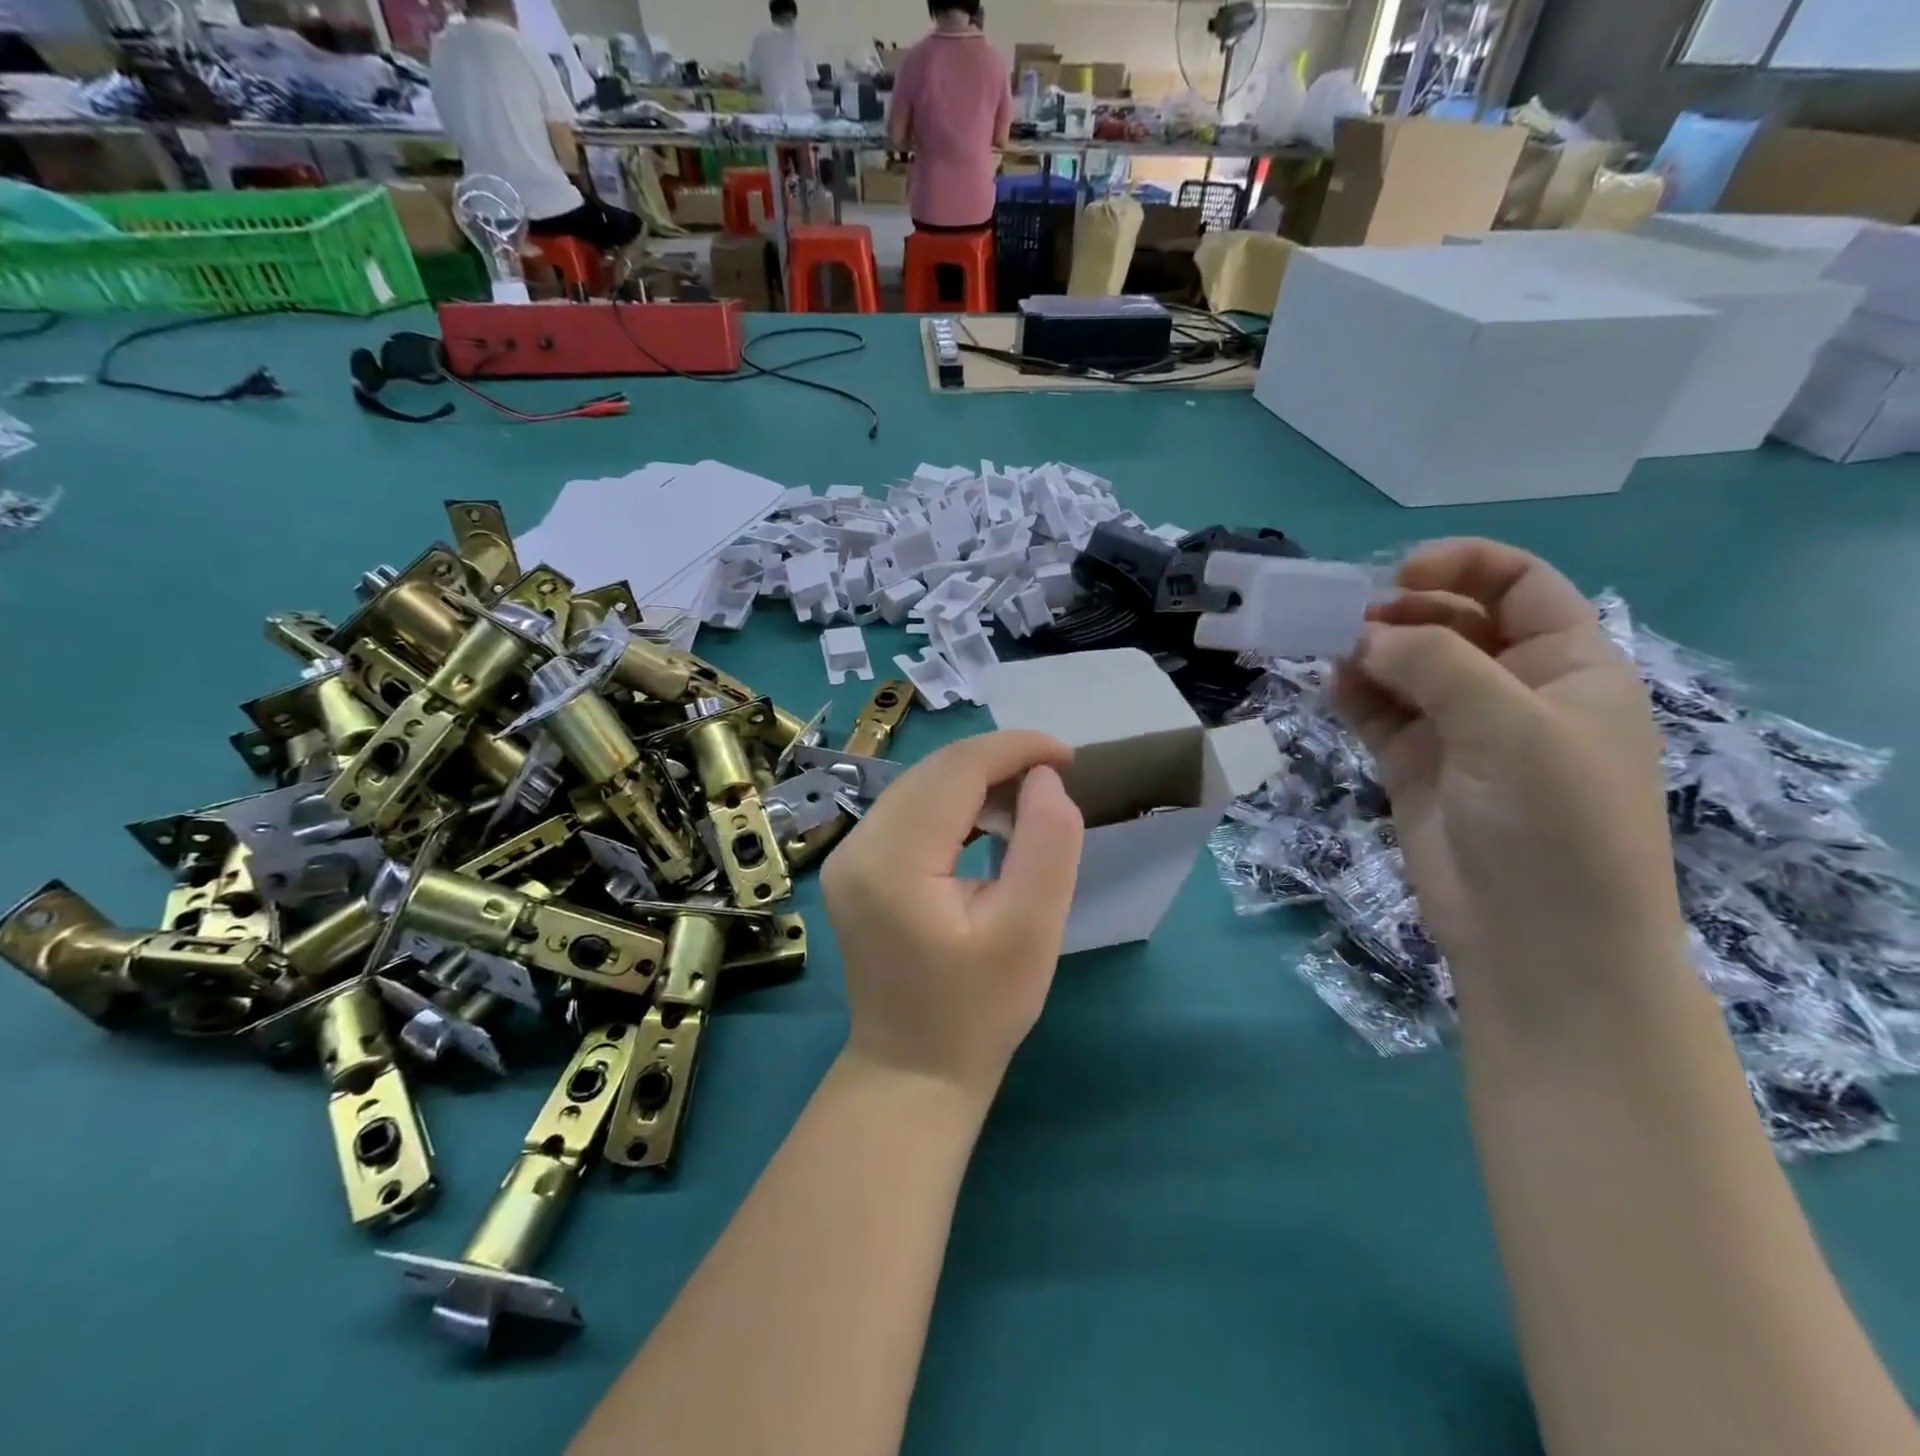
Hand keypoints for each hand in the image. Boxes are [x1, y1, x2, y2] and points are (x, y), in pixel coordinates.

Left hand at [821, 730, 1084, 1098]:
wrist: (914, 1070)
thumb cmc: (979, 1010)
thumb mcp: (1032, 930)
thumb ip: (1047, 843)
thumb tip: (1044, 779)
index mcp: (892, 860)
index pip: (955, 769)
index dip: (1014, 748)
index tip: (1068, 757)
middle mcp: (857, 846)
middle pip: (934, 771)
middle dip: (998, 762)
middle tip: (1054, 780)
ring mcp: (848, 856)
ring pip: (920, 785)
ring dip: (977, 782)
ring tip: (1028, 804)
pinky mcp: (854, 867)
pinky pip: (908, 811)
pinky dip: (953, 805)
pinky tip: (988, 823)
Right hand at [1332, 539, 1688, 1021]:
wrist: (1538, 942)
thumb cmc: (1554, 825)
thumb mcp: (1510, 729)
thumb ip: (1436, 666)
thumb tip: (1364, 634)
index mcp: (1568, 666)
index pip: (1519, 585)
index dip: (1462, 566)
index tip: (1397, 577)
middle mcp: (1514, 689)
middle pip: (1453, 621)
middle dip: (1402, 612)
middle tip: (1348, 623)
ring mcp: (1461, 729)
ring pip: (1407, 667)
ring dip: (1370, 654)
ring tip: (1332, 656)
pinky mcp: (1416, 766)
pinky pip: (1380, 713)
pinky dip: (1355, 696)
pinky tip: (1333, 690)